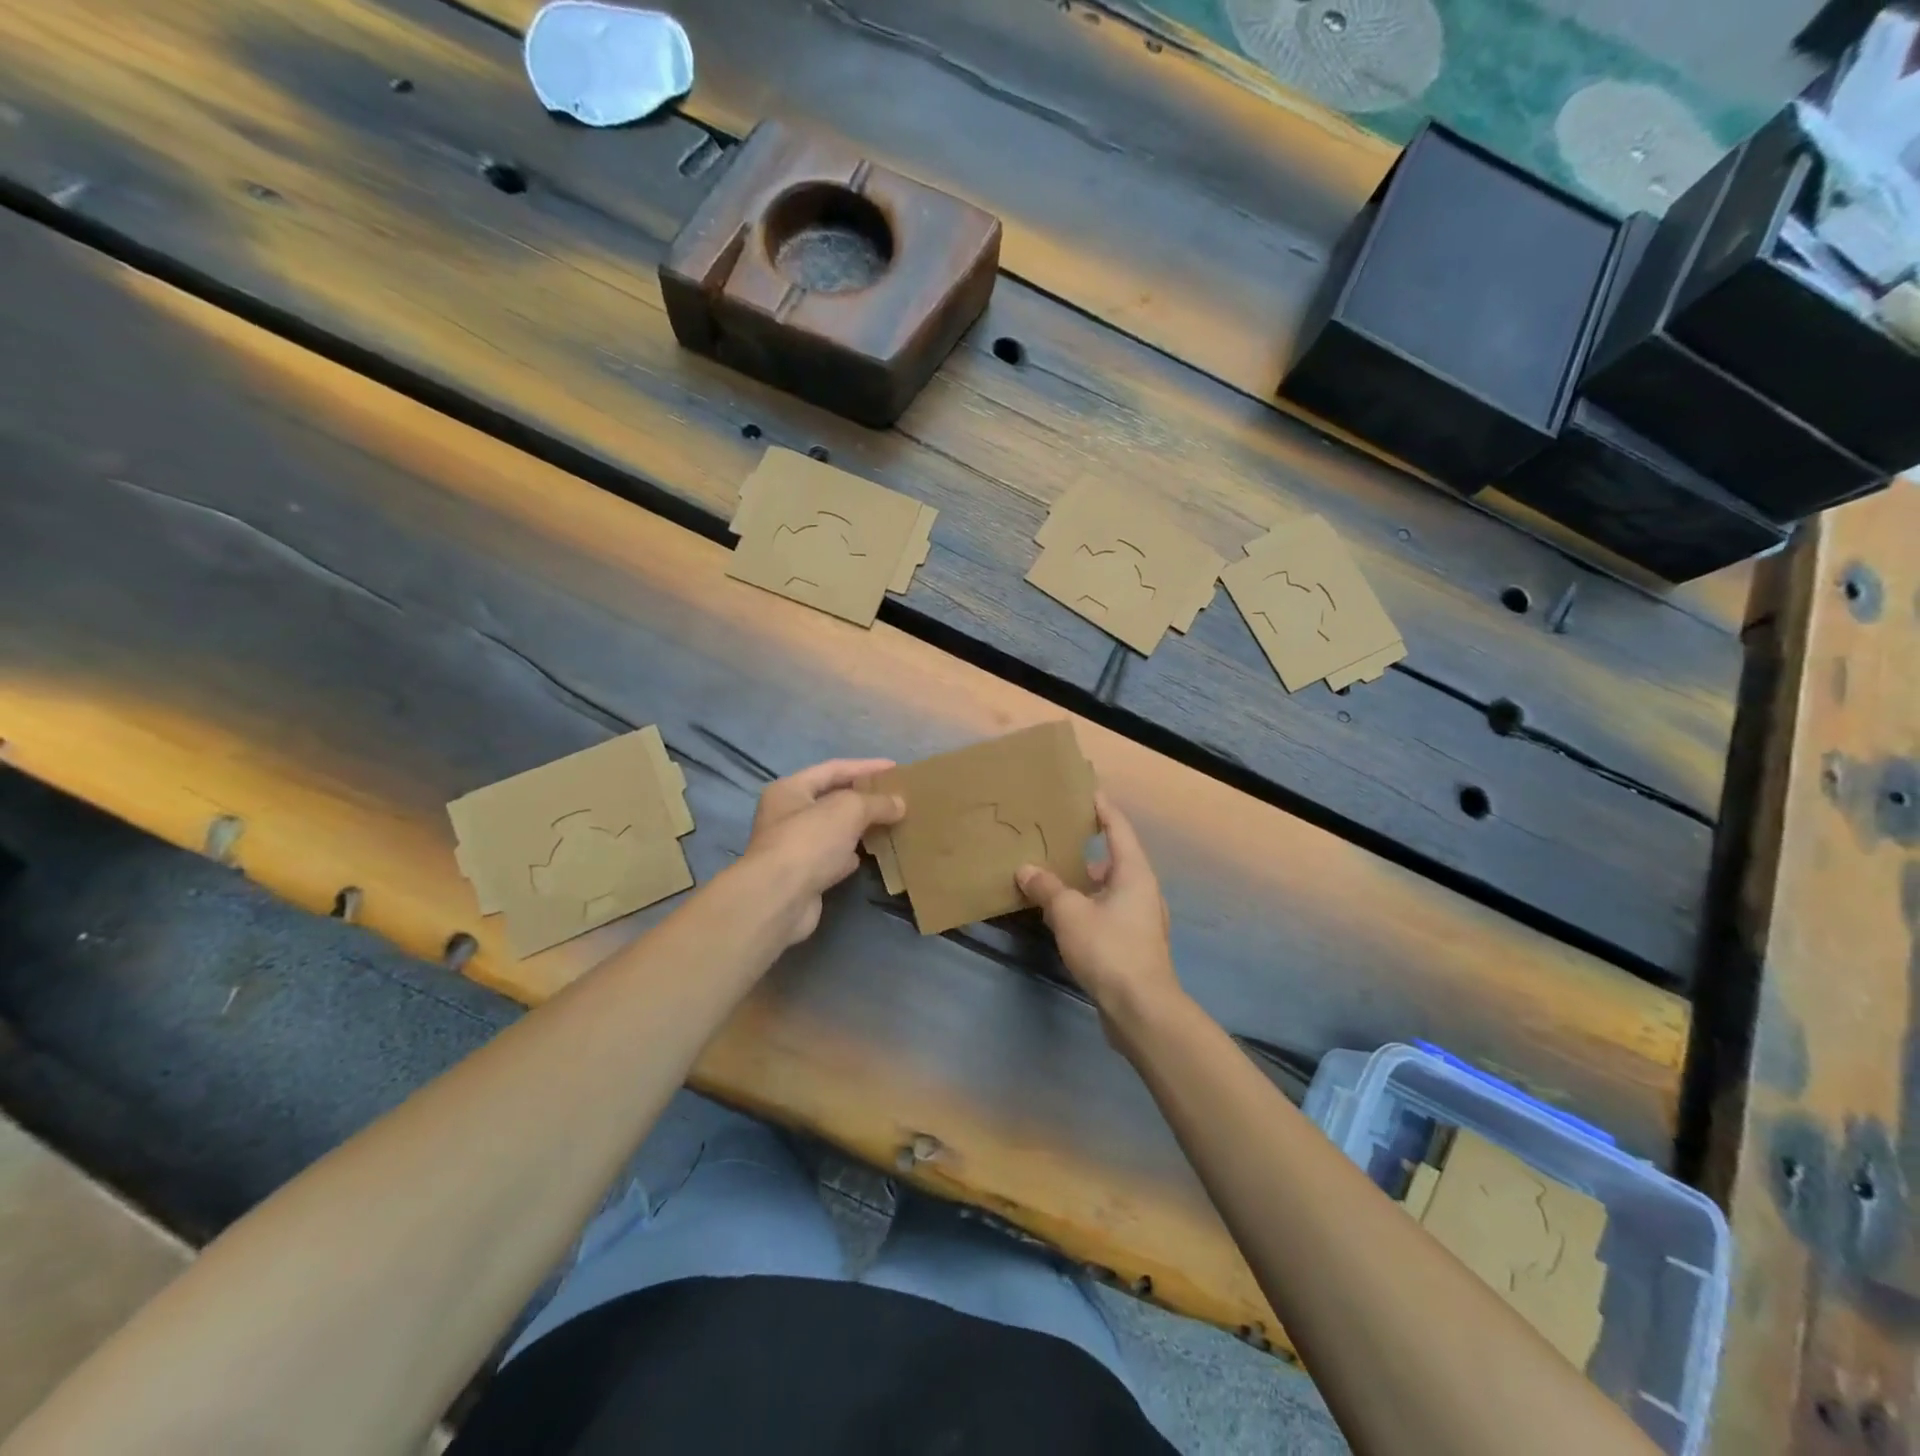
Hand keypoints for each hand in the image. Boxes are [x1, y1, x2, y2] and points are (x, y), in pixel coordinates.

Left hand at [740, 758, 904, 946]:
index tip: (895, 768)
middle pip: (832, 799)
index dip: (865, 766)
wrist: (780, 899)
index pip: (833, 769)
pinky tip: (873, 854)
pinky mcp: (804, 876)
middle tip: (896, 796)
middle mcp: (787, 815)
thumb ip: (876, 802)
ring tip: (891, 822)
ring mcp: (794, 847)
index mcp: (790, 790)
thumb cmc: (809, 841)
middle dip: (864, 798)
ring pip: (835, 830)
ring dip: (860, 827)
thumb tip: (900, 804)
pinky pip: (834, 857)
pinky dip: (852, 855)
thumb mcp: (848, 809)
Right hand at [1016, 792, 1181, 1027]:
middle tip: (1056, 836)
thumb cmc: (1109, 949)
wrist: (1141, 1009)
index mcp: (1134, 872)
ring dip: (1083, 881)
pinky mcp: (1134, 944)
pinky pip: (1107, 912)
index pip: (1118, 827)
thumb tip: (1026, 869)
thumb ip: (1046, 887)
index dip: (1102, 808)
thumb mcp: (1069, 913)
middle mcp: (1143, 889)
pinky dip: (1086, 906)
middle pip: (1115, 858)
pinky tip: (1062, 915)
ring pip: (1109, 888)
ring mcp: (1141, 919)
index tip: (1085, 790)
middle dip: (1086, 847)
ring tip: (1052, 875)